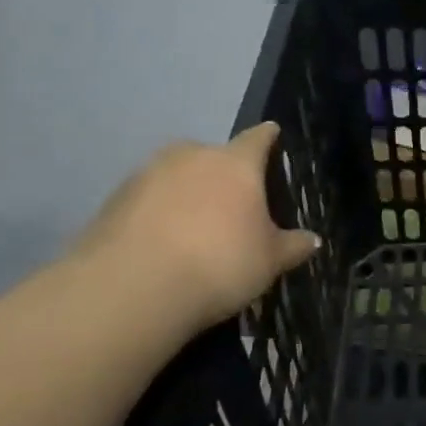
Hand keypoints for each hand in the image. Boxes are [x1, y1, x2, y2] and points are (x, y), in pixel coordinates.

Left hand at [72, 123, 320, 336]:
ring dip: (187, 192)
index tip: (274, 137)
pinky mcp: (113, 200)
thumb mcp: (270, 261)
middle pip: (212, 154)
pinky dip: (158, 213)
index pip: (258, 138)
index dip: (268, 138)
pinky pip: (148, 200)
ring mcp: (146, 175)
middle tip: (233, 202)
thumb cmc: (220, 263)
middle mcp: (191, 157)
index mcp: (236, 163)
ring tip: (195, 227)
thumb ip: (292, 245)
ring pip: (176, 175)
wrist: (132, 289)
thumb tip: (312, 239)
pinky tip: (164, 243)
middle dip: (223, 172)